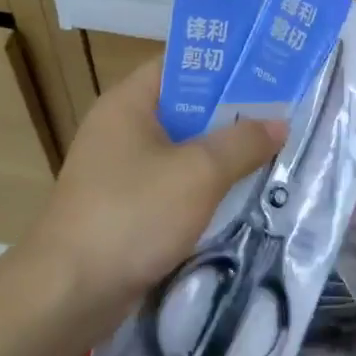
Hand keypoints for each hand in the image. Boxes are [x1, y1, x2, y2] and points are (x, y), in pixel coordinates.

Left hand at [25, 58, 283, 310]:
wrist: (71, 291)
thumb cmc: (133, 215)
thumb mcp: (198, 172)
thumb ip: (242, 143)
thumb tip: (279, 122)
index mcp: (129, 103)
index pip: (181, 64)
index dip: (225, 64)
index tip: (270, 71)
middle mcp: (121, 129)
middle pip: (185, 108)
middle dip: (233, 113)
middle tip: (284, 116)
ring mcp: (121, 171)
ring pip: (182, 151)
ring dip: (222, 154)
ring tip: (274, 153)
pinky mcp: (126, 208)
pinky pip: (174, 185)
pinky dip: (204, 187)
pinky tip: (240, 196)